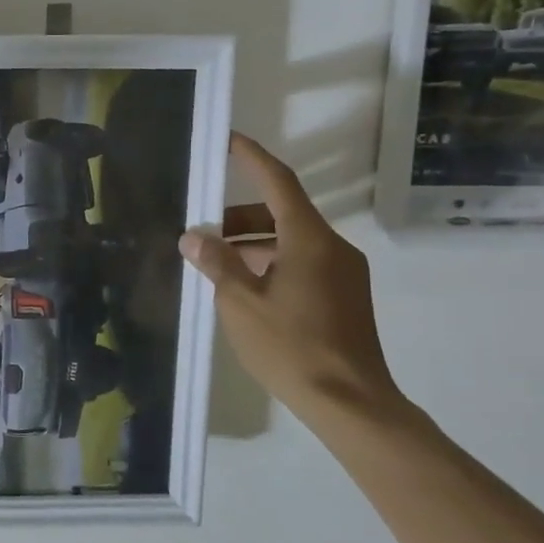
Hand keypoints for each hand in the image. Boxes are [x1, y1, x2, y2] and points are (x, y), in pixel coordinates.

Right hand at [180, 133, 400, 423]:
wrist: (350, 402)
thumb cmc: (291, 346)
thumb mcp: (240, 303)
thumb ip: (217, 264)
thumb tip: (193, 237)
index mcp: (309, 240)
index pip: (278, 183)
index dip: (252, 159)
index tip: (229, 141)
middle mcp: (332, 248)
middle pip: (283, 213)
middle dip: (239, 216)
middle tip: (201, 230)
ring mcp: (343, 273)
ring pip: (292, 241)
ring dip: (253, 243)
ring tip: (215, 264)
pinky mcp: (345, 296)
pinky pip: (303, 263)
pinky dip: (271, 262)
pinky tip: (244, 288)